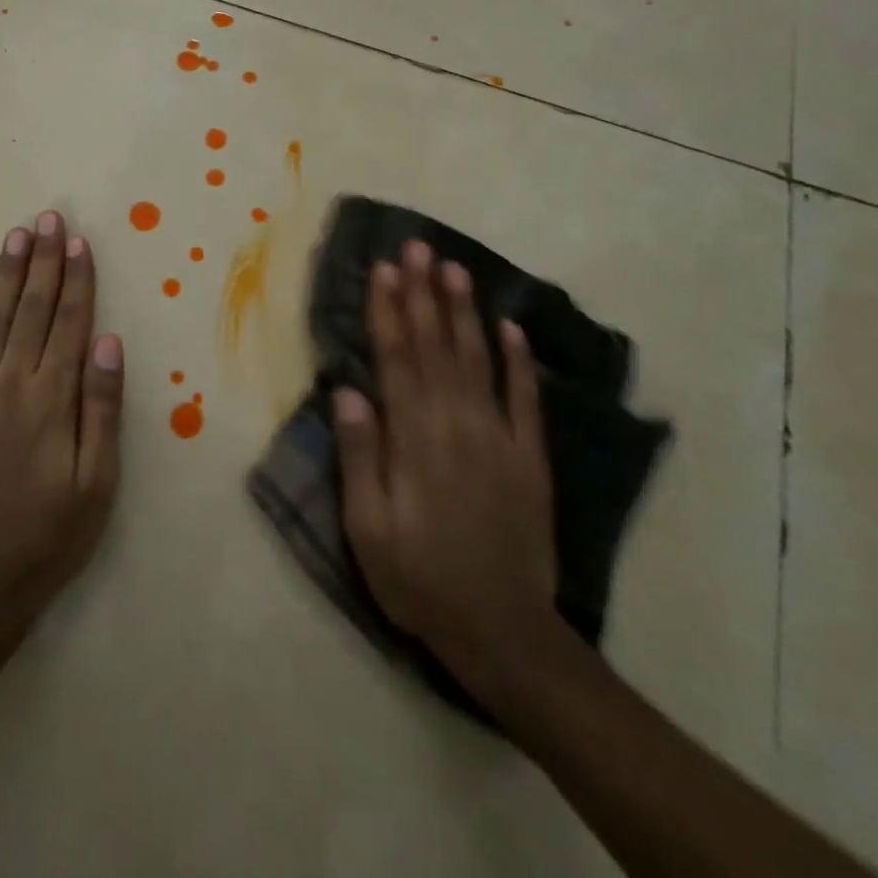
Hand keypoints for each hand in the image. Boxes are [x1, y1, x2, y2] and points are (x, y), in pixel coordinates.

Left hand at [0, 211, 123, 627]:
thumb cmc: (50, 534)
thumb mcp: (98, 481)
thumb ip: (102, 408)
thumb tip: (109, 342)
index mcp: (53, 398)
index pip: (71, 323)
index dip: (77, 279)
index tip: (79, 241)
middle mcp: (10, 384)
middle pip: (33, 310)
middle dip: (43, 261)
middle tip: (48, 218)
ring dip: (7, 274)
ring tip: (17, 236)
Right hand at [333, 240, 561, 685]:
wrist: (503, 631)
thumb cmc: (420, 579)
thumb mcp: (368, 527)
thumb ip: (359, 454)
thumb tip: (347, 389)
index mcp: (414, 437)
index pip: (397, 358)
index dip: (389, 310)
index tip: (384, 268)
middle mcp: (457, 423)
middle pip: (436, 345)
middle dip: (424, 293)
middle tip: (419, 247)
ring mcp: (499, 437)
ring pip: (478, 359)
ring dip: (465, 311)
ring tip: (456, 268)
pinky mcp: (530, 457)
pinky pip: (524, 398)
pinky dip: (518, 360)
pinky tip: (511, 327)